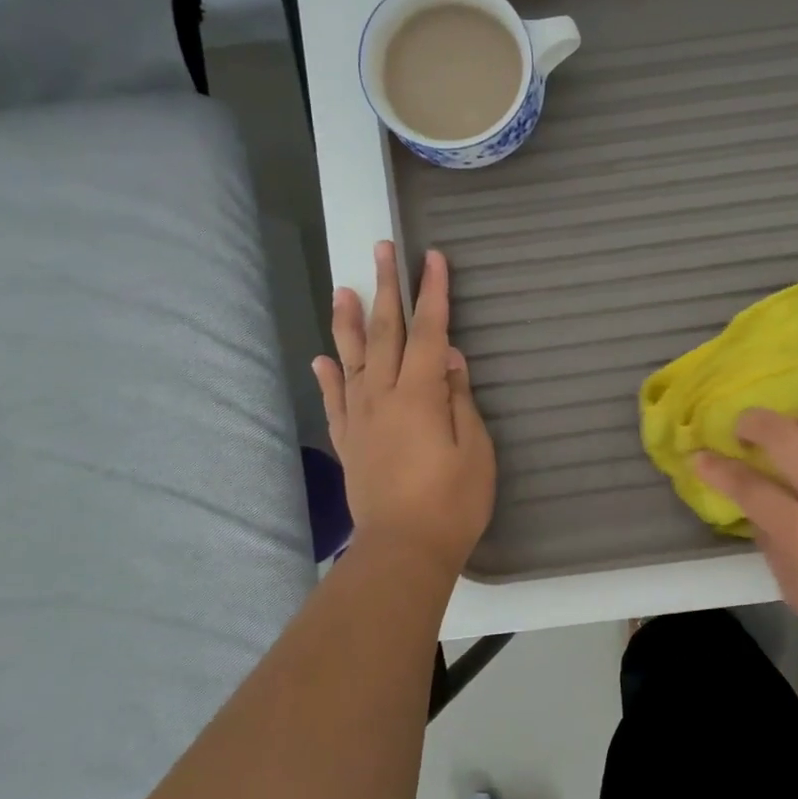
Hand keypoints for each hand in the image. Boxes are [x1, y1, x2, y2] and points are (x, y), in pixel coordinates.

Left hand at [313, 243, 495, 576]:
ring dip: (348, 321)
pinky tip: (322, 356)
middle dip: (386, 288)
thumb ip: (459, 398)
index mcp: (419, 395)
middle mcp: (383, 397)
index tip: (432, 258)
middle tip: (382, 250)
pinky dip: (328, 375)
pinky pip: (335, 400)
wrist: (403, 549)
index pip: (427, 332)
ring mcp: (361, 419)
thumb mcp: (475, 449)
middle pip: (384, 333)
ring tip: (343, 288)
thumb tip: (447, 356)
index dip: (432, 293)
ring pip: (352, 359)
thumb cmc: (452, 501)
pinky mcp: (349, 442)